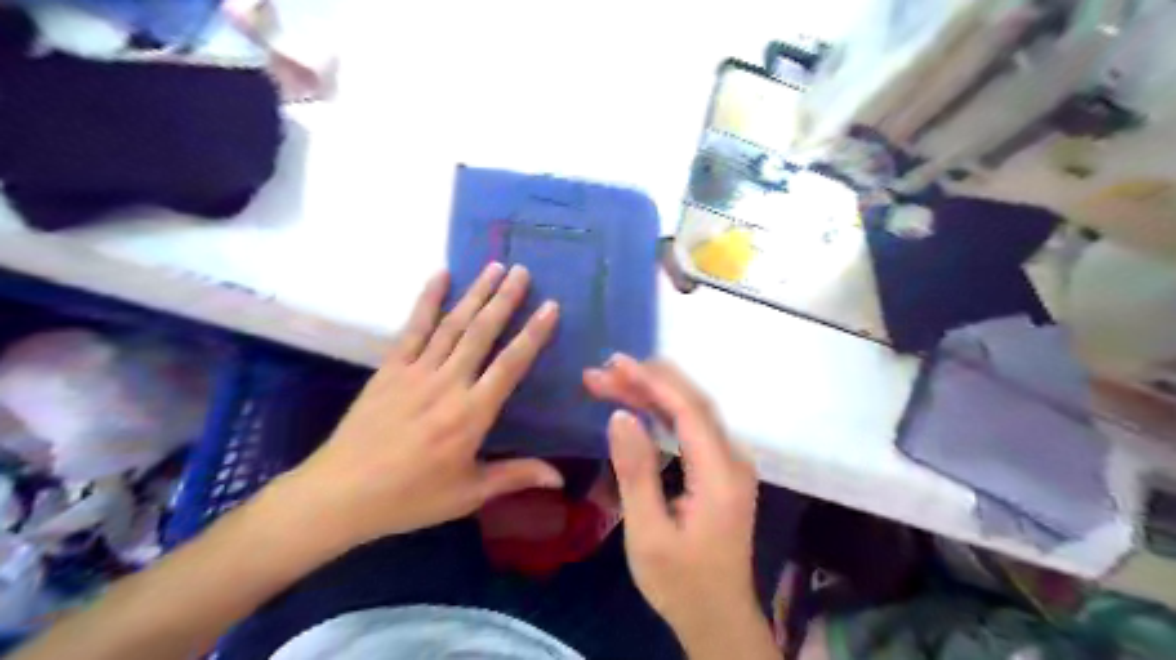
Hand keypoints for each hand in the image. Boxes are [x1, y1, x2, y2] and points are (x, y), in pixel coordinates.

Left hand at [277, 262, 563, 551]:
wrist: (340, 494)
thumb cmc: (410, 497)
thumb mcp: (467, 493)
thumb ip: (515, 475)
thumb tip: (559, 477)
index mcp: (471, 414)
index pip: (510, 365)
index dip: (533, 334)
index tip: (551, 306)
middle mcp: (447, 383)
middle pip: (481, 333)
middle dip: (504, 299)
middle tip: (522, 271)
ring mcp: (415, 371)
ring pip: (452, 324)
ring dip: (475, 293)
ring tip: (494, 267)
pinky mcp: (389, 368)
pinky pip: (412, 328)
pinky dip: (427, 300)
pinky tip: (440, 275)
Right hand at [586, 359, 768, 647]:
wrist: (718, 617)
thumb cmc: (680, 582)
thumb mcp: (648, 534)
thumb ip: (636, 472)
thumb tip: (619, 416)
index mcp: (721, 475)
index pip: (688, 410)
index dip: (652, 381)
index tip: (614, 364)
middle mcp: (733, 459)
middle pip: (691, 403)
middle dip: (647, 380)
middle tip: (602, 371)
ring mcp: (730, 463)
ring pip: (691, 411)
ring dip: (652, 392)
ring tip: (610, 381)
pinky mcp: (721, 469)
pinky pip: (691, 427)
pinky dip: (662, 411)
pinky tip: (637, 405)